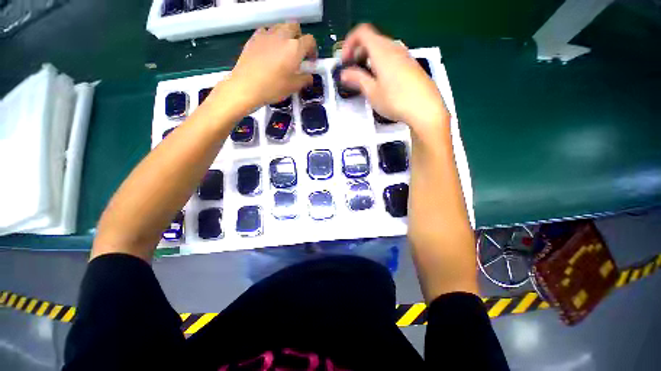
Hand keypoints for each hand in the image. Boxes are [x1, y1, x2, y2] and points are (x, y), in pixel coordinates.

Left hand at [226, 22, 316, 109]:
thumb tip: (309, 77)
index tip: (310, 60)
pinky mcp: (254, 37)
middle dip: (299, 37)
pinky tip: (269, 49)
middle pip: (295, 27)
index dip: (313, 49)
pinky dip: (271, 37)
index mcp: (295, 48)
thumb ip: (305, 79)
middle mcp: (282, 36)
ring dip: (285, 35)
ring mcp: (267, 34)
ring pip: (280, 26)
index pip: (310, 40)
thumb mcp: (293, 87)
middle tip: (298, 52)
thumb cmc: (273, 88)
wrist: (246, 86)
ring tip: (283, 50)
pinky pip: (266, 31)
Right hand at [340, 24, 448, 133]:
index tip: (345, 61)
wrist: (425, 108)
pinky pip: (392, 57)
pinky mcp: (412, 65)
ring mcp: (405, 56)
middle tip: (353, 72)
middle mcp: (394, 48)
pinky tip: (382, 82)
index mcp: (381, 51)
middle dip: (358, 53)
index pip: (361, 32)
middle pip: (372, 40)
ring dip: (370, 59)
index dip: (349, 43)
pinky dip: (381, 64)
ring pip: (382, 49)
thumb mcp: (372, 92)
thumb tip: (345, 73)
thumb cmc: (395, 100)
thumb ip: (357, 79)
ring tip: (366, 79)